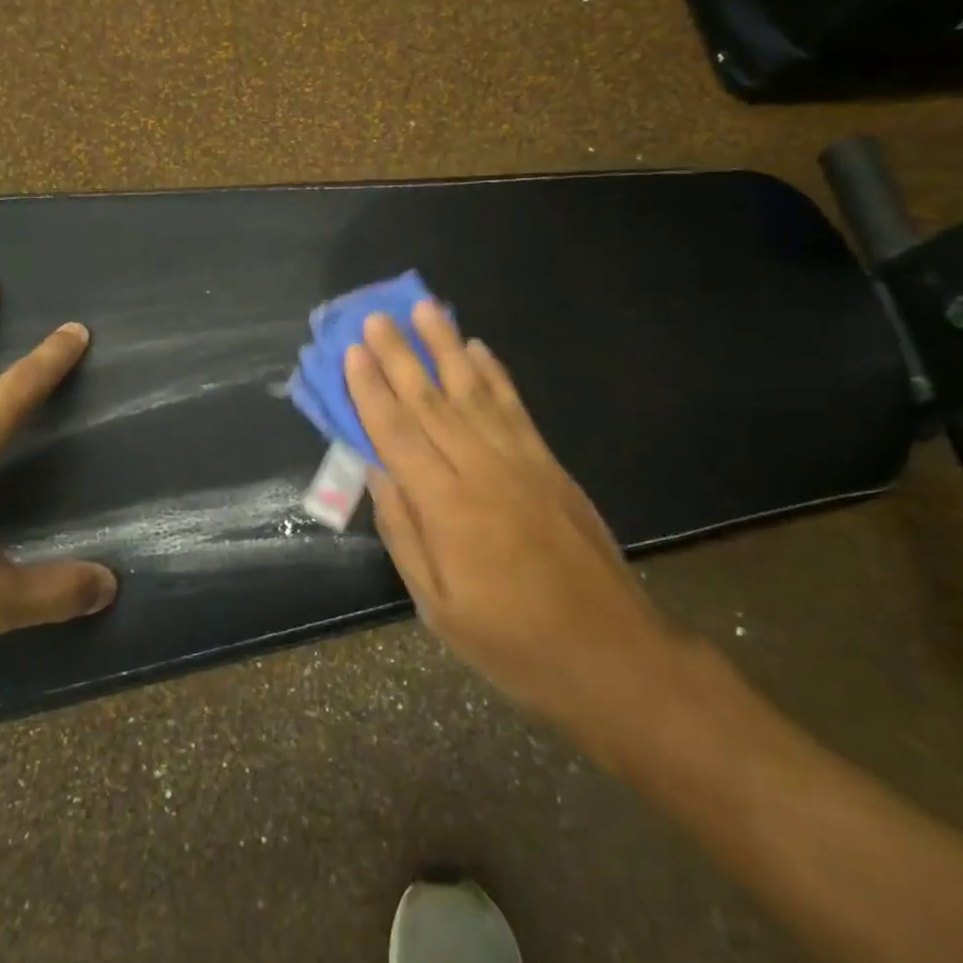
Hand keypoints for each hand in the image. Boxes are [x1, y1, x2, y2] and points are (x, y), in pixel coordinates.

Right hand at [345, 301, 685, 765]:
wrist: (609, 653)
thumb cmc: (511, 642)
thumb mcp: (438, 605)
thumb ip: (404, 532)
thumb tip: (376, 471)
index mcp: (446, 506)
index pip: (397, 433)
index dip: (370, 390)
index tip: (353, 352)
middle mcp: (481, 469)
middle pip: (430, 400)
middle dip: (400, 355)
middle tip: (376, 316)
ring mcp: (520, 461)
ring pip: (473, 391)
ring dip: (446, 347)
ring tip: (425, 309)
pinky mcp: (549, 463)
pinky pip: (514, 407)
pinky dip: (495, 373)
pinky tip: (479, 348)